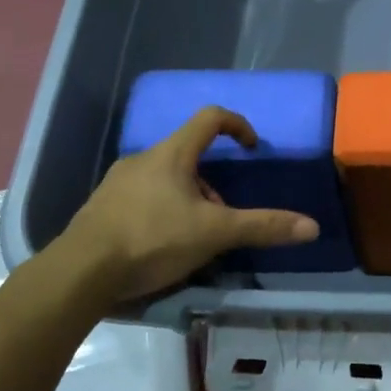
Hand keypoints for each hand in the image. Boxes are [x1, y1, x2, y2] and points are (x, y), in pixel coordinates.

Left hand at [60, 107, 318, 304]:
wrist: (80, 271)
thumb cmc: (151, 238)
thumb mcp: (213, 233)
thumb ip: (262, 227)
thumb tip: (311, 226)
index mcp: (172, 153)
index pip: (210, 118)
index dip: (237, 125)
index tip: (251, 147)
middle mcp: (143, 159)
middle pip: (188, 154)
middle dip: (212, 182)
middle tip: (222, 215)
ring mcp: (118, 182)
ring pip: (164, 179)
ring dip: (187, 198)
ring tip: (194, 237)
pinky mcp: (101, 208)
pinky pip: (141, 198)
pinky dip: (161, 212)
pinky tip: (161, 246)